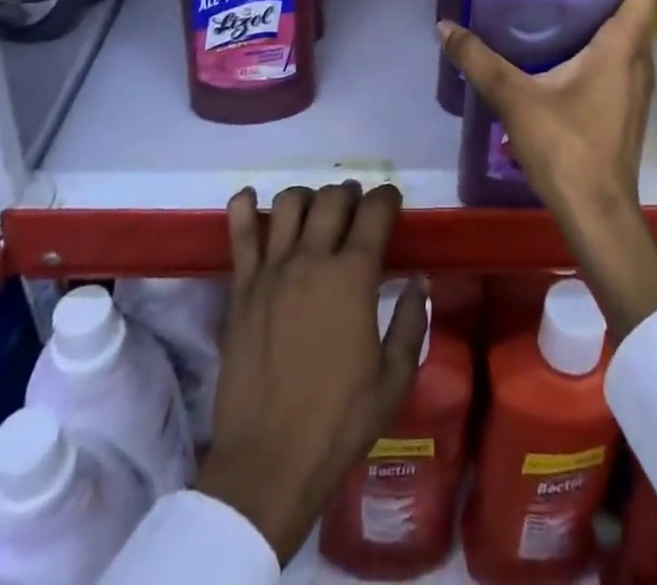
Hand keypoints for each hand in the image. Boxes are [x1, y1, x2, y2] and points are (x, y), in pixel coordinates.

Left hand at [197, 183, 428, 564]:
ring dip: (307, 198)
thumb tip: (418, 281)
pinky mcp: (241, 288)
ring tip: (314, 212)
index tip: (392, 202)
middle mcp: (312, 259)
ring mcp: (272, 270)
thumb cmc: (339, 422)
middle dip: (350, 194)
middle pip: (332, 198)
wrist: (267, 463)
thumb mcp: (394, 379)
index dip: (387, 198)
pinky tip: (247, 198)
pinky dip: (241, 208)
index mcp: (354, 275)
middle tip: (356, 208)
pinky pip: (238, 234)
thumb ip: (412, 322)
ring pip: (288, 204)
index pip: (375, 211)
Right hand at [439, 0, 656, 336]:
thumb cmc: (565, 147)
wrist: (598, 214)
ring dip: (608, 24)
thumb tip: (445, 26)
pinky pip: (624, 66)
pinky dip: (604, 52)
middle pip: (637, 15)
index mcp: (621, 50)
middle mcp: (639, 65)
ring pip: (631, 43)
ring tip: (564, 14)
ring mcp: (638, 93)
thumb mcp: (515, 98)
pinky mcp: (629, 114)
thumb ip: (479, 60)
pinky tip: (568, 61)